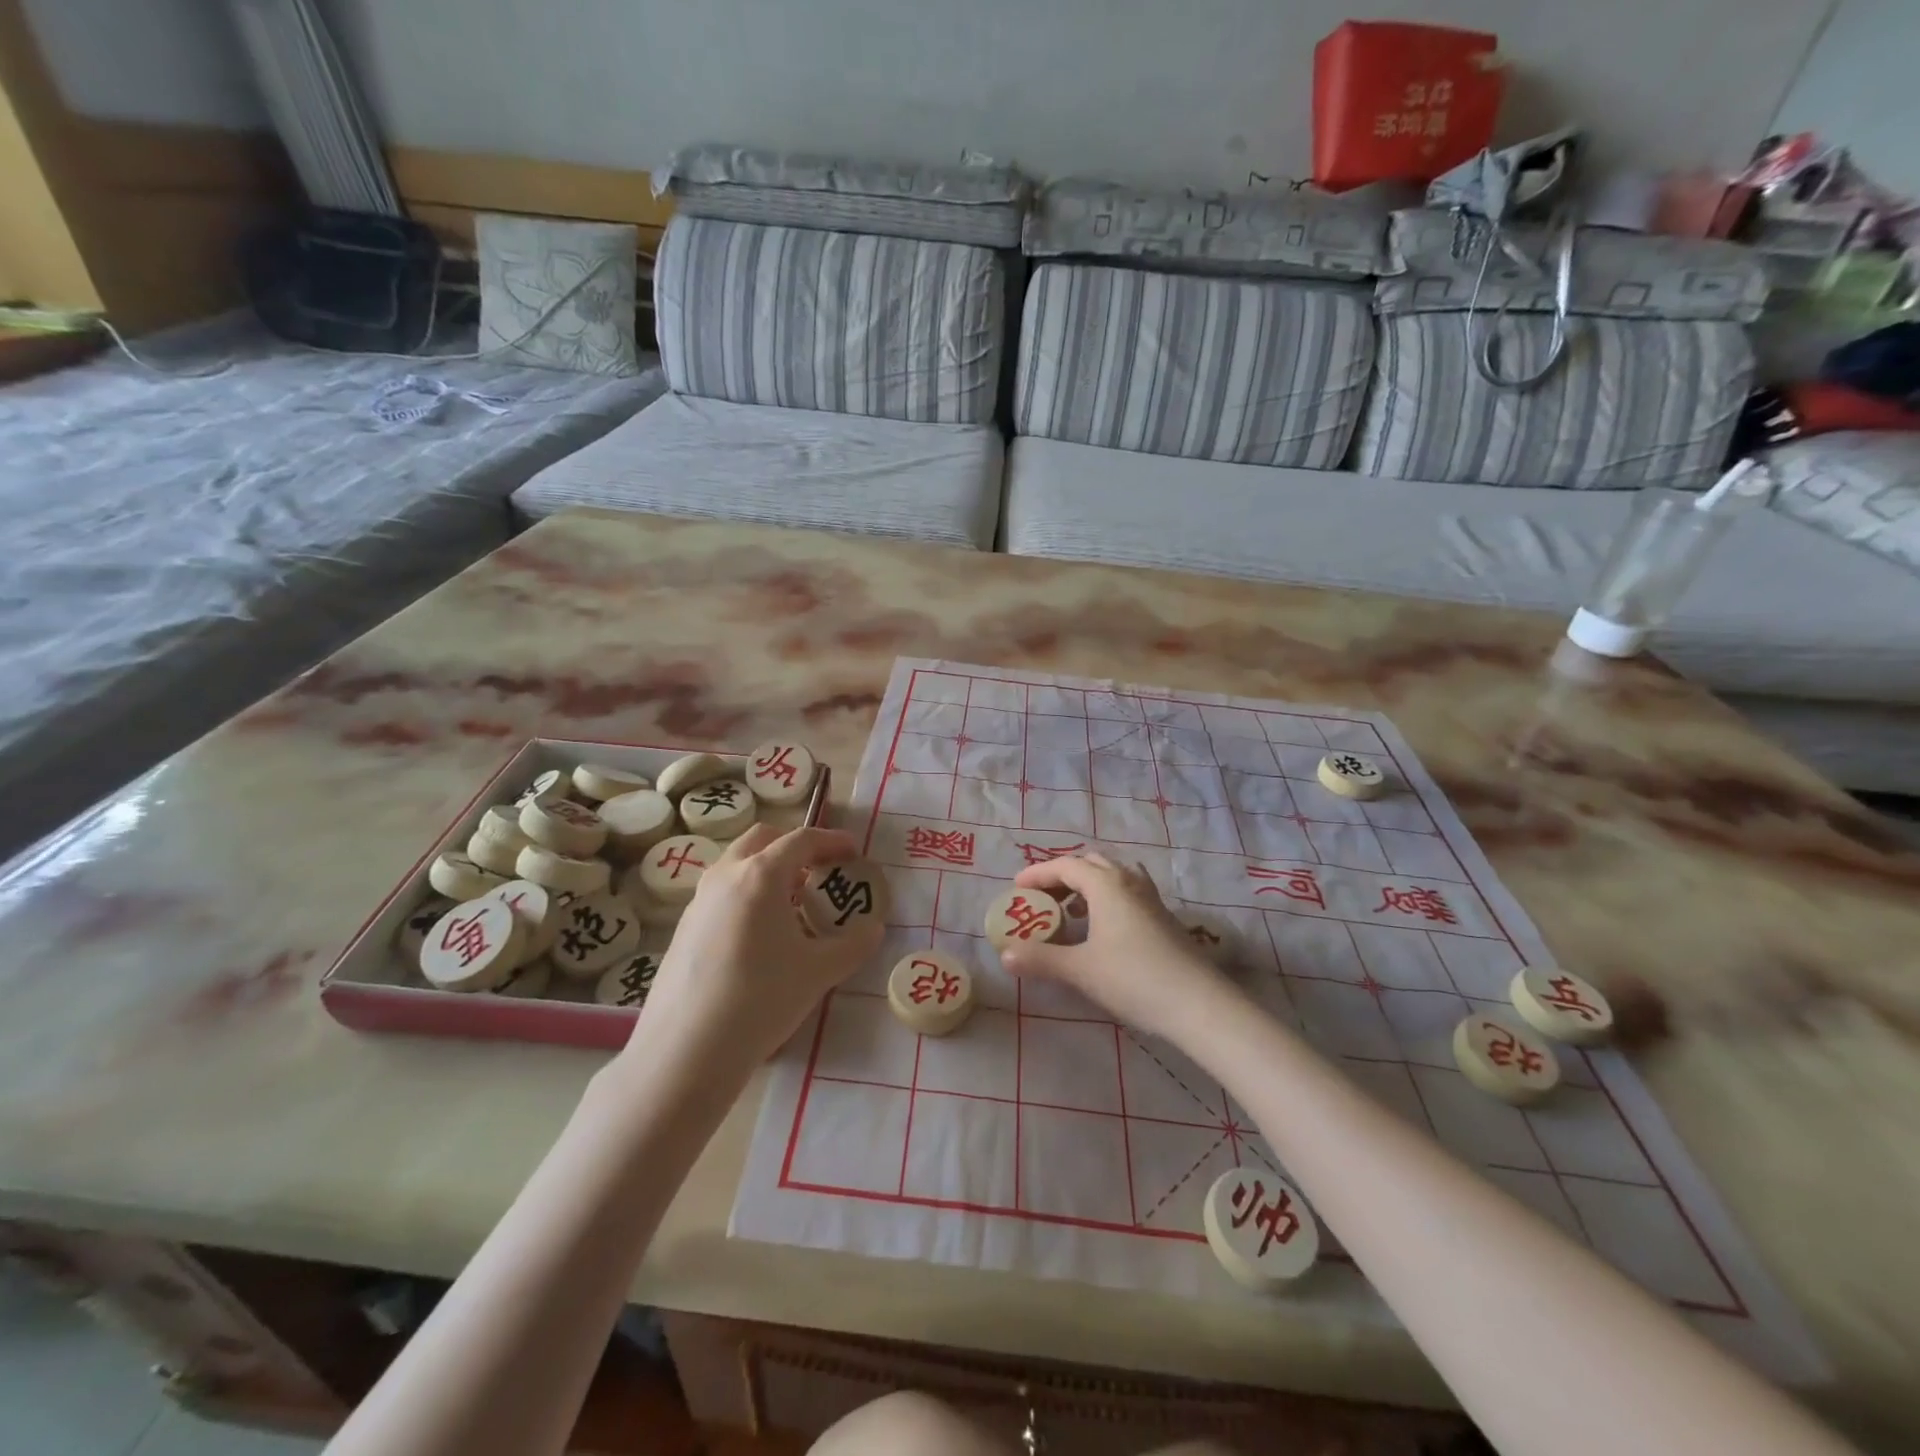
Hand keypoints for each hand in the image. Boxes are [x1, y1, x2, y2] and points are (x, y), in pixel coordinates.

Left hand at [636, 825, 881, 1068]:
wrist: (685, 1051)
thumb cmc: (760, 999)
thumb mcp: (819, 972)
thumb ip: (853, 945)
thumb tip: (873, 929)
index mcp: (760, 875)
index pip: (801, 840)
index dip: (832, 840)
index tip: (853, 851)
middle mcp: (725, 876)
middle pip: (762, 839)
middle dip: (794, 847)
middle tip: (819, 871)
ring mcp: (698, 901)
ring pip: (737, 865)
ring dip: (768, 870)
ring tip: (792, 905)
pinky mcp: (683, 928)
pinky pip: (722, 893)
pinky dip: (747, 895)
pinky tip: (760, 937)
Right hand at [1000, 854, 1229, 1041]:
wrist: (1198, 1004)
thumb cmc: (1134, 979)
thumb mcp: (1080, 970)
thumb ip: (1041, 959)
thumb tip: (1005, 954)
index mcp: (1106, 884)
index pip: (1066, 866)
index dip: (1038, 873)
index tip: (1017, 887)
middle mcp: (1129, 882)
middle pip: (1091, 864)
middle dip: (1063, 876)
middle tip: (1043, 898)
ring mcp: (1151, 899)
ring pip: (1114, 876)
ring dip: (1088, 885)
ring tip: (1071, 911)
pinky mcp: (1164, 918)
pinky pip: (1128, 892)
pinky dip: (1108, 898)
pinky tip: (1103, 928)